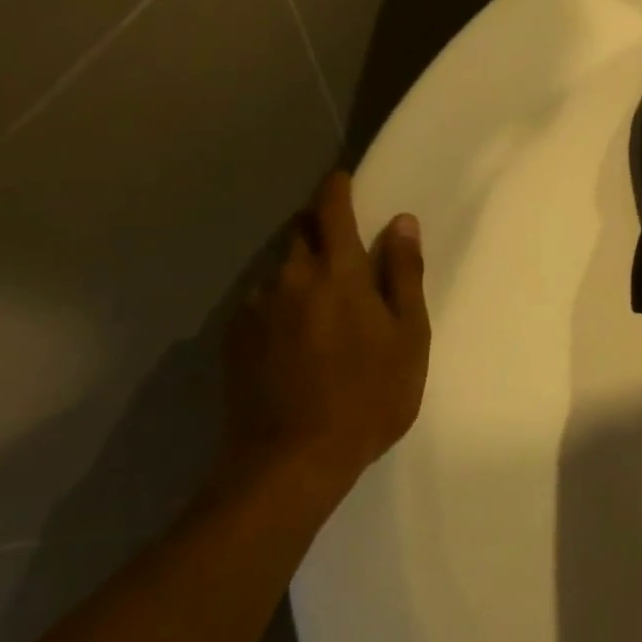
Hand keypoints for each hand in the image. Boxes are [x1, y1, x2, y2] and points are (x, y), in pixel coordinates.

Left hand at [220, 171, 429, 497]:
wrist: (289, 463)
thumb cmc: (366, 397)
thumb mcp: (407, 336)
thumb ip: (402, 274)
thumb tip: (402, 222)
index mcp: (336, 271)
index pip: (331, 208)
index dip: (336, 188)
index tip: (342, 178)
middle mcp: (289, 277)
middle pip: (301, 233)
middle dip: (320, 228)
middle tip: (344, 251)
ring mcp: (255, 308)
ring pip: (279, 269)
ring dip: (300, 270)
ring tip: (321, 305)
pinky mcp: (234, 339)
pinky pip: (261, 301)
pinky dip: (280, 303)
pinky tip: (295, 338)